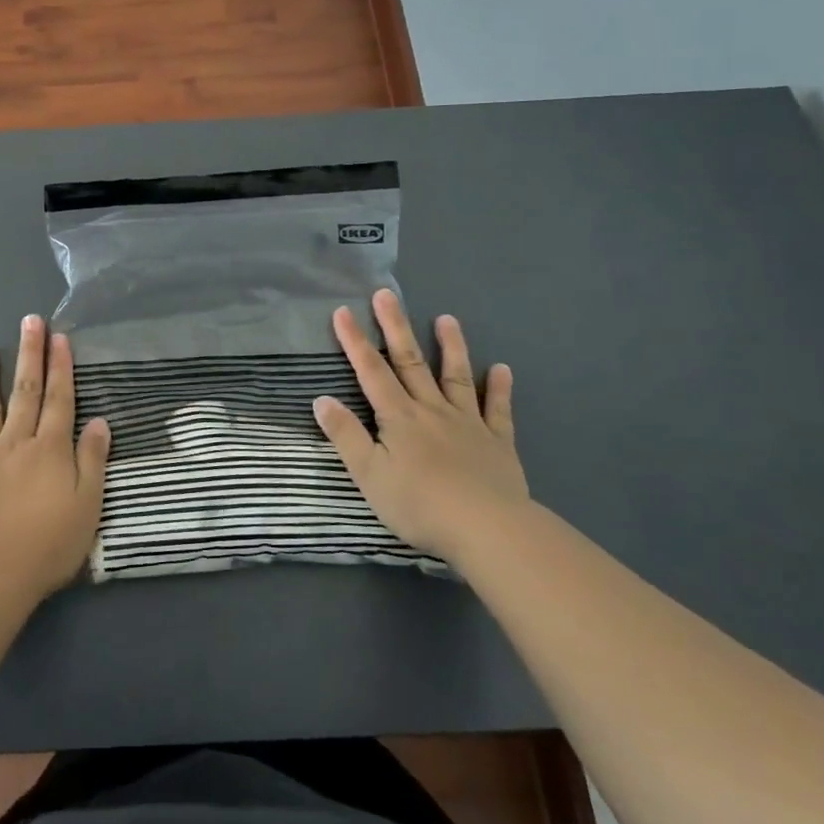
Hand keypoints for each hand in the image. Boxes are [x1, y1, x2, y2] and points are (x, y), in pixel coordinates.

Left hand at [0, 315, 110, 600]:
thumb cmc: (49, 543)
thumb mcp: (88, 504)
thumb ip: (93, 460)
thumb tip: (100, 422)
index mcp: (51, 448)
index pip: (60, 399)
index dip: (61, 367)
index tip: (59, 337)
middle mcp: (18, 442)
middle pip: (26, 392)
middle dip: (30, 355)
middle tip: (29, 322)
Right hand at [313, 290, 528, 560]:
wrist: (487, 529)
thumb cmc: (419, 504)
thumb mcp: (369, 474)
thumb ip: (346, 435)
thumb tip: (321, 400)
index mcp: (398, 417)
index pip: (370, 372)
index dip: (354, 341)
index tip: (343, 311)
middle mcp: (432, 410)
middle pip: (410, 362)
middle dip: (395, 327)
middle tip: (386, 294)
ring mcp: (467, 423)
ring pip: (456, 376)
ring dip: (451, 346)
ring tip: (447, 318)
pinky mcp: (497, 442)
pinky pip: (498, 409)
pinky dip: (500, 388)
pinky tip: (502, 369)